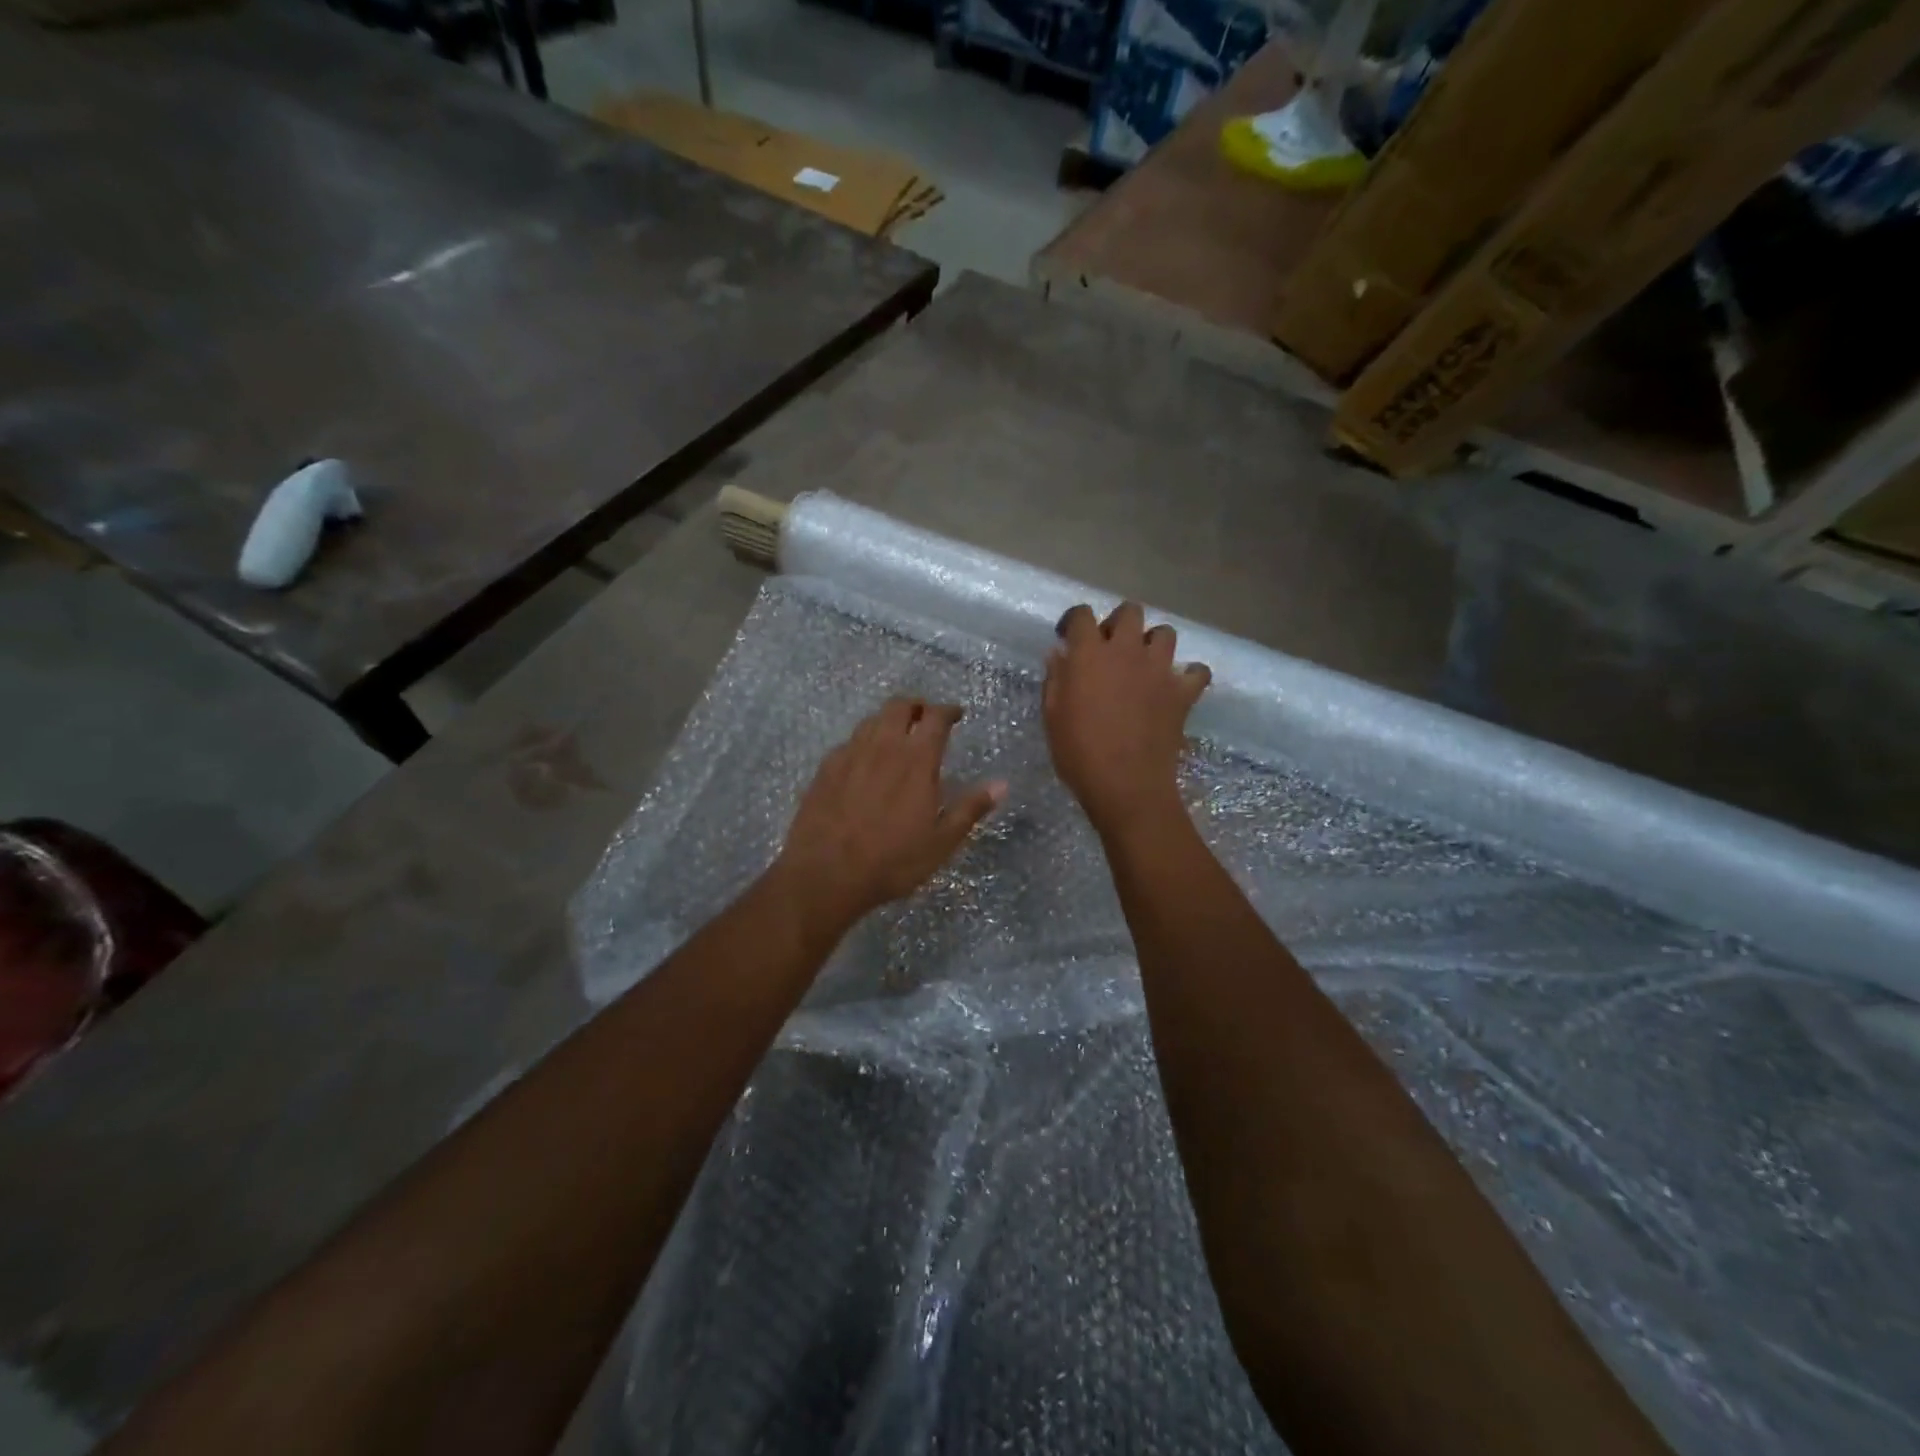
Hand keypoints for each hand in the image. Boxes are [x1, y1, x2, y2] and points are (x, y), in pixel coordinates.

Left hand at [773, 697, 1004, 934]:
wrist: (825, 874)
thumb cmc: (892, 861)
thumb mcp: (942, 842)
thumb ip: (971, 808)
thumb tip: (1001, 784)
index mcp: (916, 760)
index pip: (935, 717)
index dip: (948, 710)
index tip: (956, 715)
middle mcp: (883, 746)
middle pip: (899, 706)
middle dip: (916, 707)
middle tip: (925, 719)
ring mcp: (850, 754)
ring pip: (871, 720)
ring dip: (888, 721)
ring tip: (896, 737)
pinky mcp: (825, 768)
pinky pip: (849, 742)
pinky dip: (863, 743)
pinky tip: (864, 762)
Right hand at [1044, 602, 1209, 838]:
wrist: (1126, 785)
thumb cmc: (1079, 753)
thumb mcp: (1052, 716)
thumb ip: (1056, 678)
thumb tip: (1060, 654)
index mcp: (1090, 655)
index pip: (1082, 615)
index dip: (1074, 621)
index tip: (1069, 637)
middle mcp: (1127, 651)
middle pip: (1129, 612)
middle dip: (1118, 623)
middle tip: (1108, 648)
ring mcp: (1160, 670)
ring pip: (1165, 633)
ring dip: (1152, 643)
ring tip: (1142, 664)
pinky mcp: (1183, 692)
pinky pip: (1197, 671)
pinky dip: (1189, 675)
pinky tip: (1176, 687)